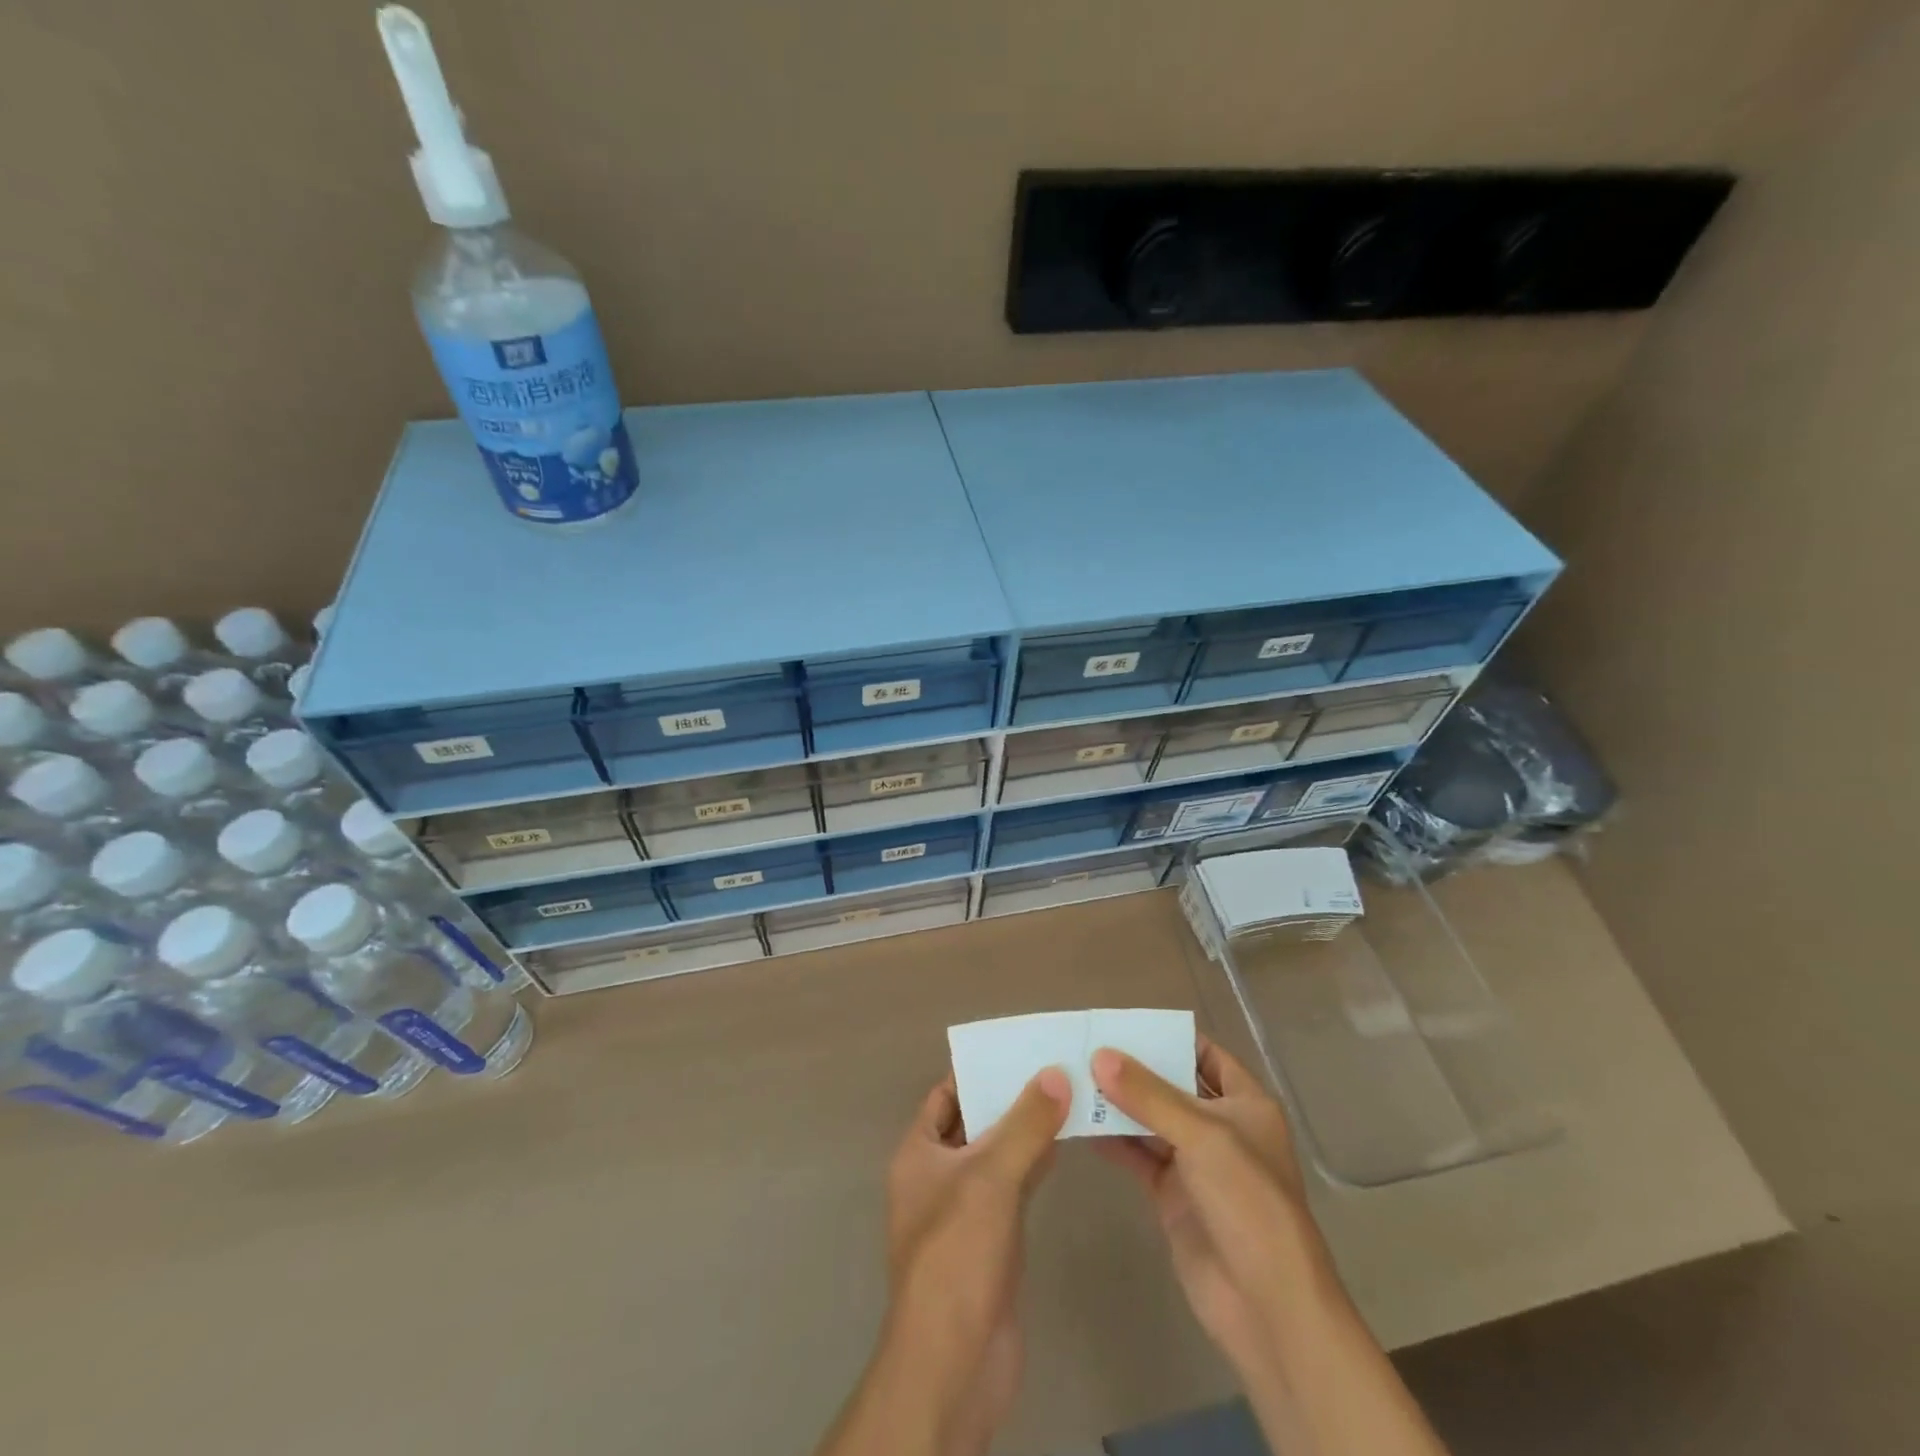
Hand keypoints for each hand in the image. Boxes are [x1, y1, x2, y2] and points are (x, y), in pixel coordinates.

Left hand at [817, 1068, 1070, 1455]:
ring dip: (1026, 1130)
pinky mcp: (992, 1239)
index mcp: (919, 1153)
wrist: (955, 1362)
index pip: (946, 1094)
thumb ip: (1025, 1124)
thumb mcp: (990, 1177)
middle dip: (1008, 1097)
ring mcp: (965, 1210)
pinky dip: (1035, 1163)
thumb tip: (1056, 1073)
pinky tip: (1064, 1145)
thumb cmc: (957, 1254)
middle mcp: (937, 1175)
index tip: (1018, 1048)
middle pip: (974, 1121)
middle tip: (1053, 1064)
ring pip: (997, 1154)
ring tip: (1067, 1094)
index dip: (976, 1070)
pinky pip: (1013, 1186)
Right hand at [1091, 1036, 1336, 1379]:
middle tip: (1085, 1046)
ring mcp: (1195, 1163)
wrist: (1266, 1305)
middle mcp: (1220, 1127)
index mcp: (1245, 1104)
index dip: (1170, 1036)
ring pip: (1150, 1120)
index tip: (1123, 1023)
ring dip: (1117, 1103)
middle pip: (1172, 1085)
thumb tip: (1099, 1056)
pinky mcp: (1172, 1195)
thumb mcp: (1202, 1137)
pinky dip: (1112, 1140)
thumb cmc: (1248, 1203)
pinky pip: (1138, 1156)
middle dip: (1133, 1069)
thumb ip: (1149, 1095)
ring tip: (1072, 1079)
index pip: (1205, 1054)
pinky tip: (1078, 1124)